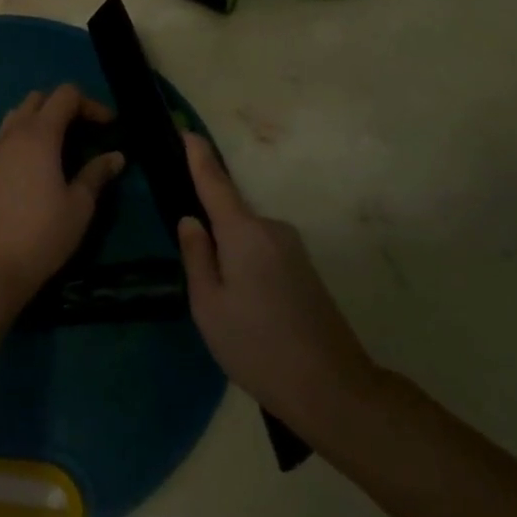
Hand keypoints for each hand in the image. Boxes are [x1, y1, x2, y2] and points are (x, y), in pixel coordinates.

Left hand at [0, 86, 125, 308]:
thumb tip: (116, 156)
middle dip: (66, 106)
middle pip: (40, 98)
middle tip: (87, 130)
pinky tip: (39, 161)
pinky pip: (7, 133)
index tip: (109, 126)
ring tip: (64, 142)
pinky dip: (26, 133)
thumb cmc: (44, 233)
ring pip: (20, 113)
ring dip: (43, 117)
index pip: (65, 96)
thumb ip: (97, 174)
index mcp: (40, 135)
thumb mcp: (80, 205)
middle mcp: (15, 133)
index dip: (91, 104)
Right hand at [176, 133, 376, 430]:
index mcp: (244, 232)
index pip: (215, 182)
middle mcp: (271, 228)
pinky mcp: (303, 267)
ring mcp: (292, 247)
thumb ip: (196, 256)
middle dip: (209, 232)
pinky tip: (247, 309)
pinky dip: (246, 266)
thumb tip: (191, 220)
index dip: (198, 155)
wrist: (331, 386)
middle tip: (197, 280)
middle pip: (229, 215)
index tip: (185, 129)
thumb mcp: (209, 306)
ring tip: (224, 308)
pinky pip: (262, 251)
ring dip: (229, 256)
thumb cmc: (257, 346)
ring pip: (245, 238)